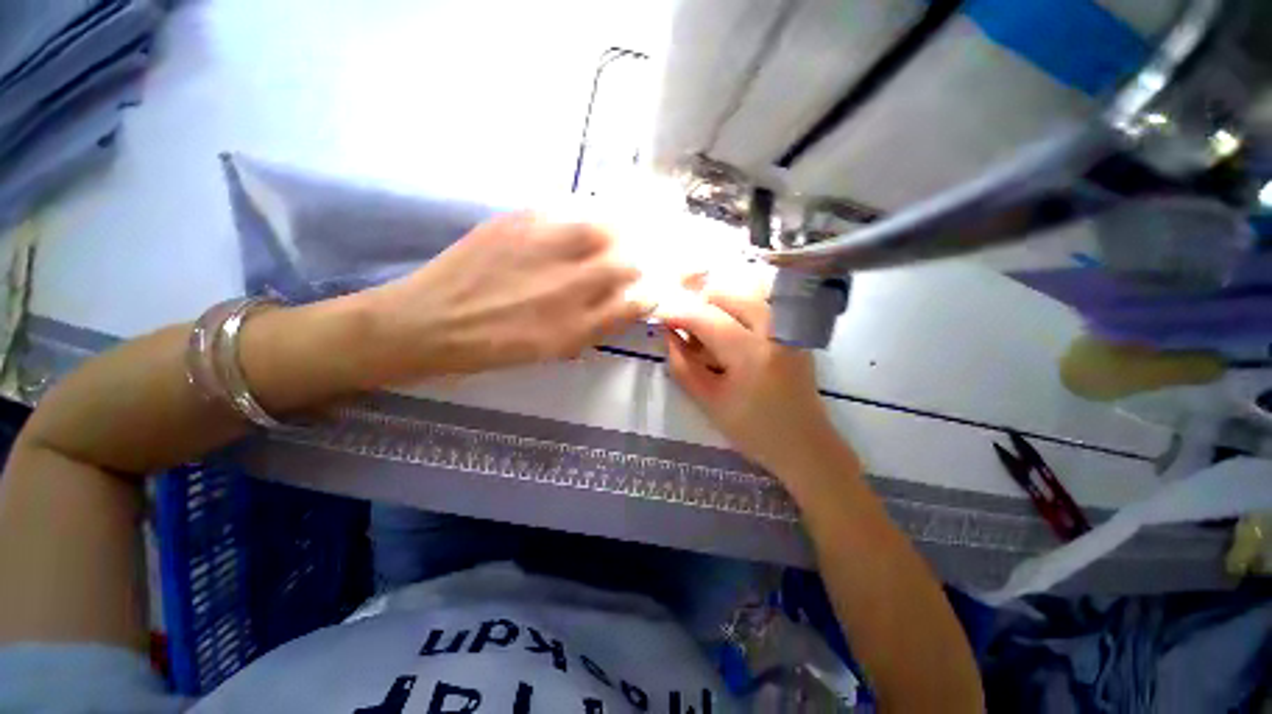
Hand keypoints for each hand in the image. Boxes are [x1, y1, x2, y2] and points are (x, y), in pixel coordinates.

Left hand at [368, 212, 647, 378]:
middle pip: (627, 262)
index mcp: (578, 325)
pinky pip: (567, 208)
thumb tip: (620, 304)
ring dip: (619, 230)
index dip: (649, 292)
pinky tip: (583, 217)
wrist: (432, 322)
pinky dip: (585, 211)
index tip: (650, 286)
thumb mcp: (552, 350)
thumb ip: (592, 327)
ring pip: (604, 228)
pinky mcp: (519, 223)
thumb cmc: (495, 347)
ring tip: (617, 230)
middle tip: (636, 256)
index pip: (635, 302)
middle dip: (639, 260)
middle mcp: (570, 287)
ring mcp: (545, 250)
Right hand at [660, 284, 839, 476]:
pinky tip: (731, 336)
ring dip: (718, 307)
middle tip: (688, 333)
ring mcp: (789, 327)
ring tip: (709, 335)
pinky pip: (759, 304)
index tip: (660, 319)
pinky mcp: (795, 330)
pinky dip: (737, 312)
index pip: (705, 317)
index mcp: (751, 353)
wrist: (804, 443)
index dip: (678, 313)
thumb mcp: (708, 402)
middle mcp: (774, 329)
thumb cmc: (753, 430)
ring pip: (743, 295)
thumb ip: (682, 366)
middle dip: (699, 307)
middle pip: (726, 295)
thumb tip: (668, 334)